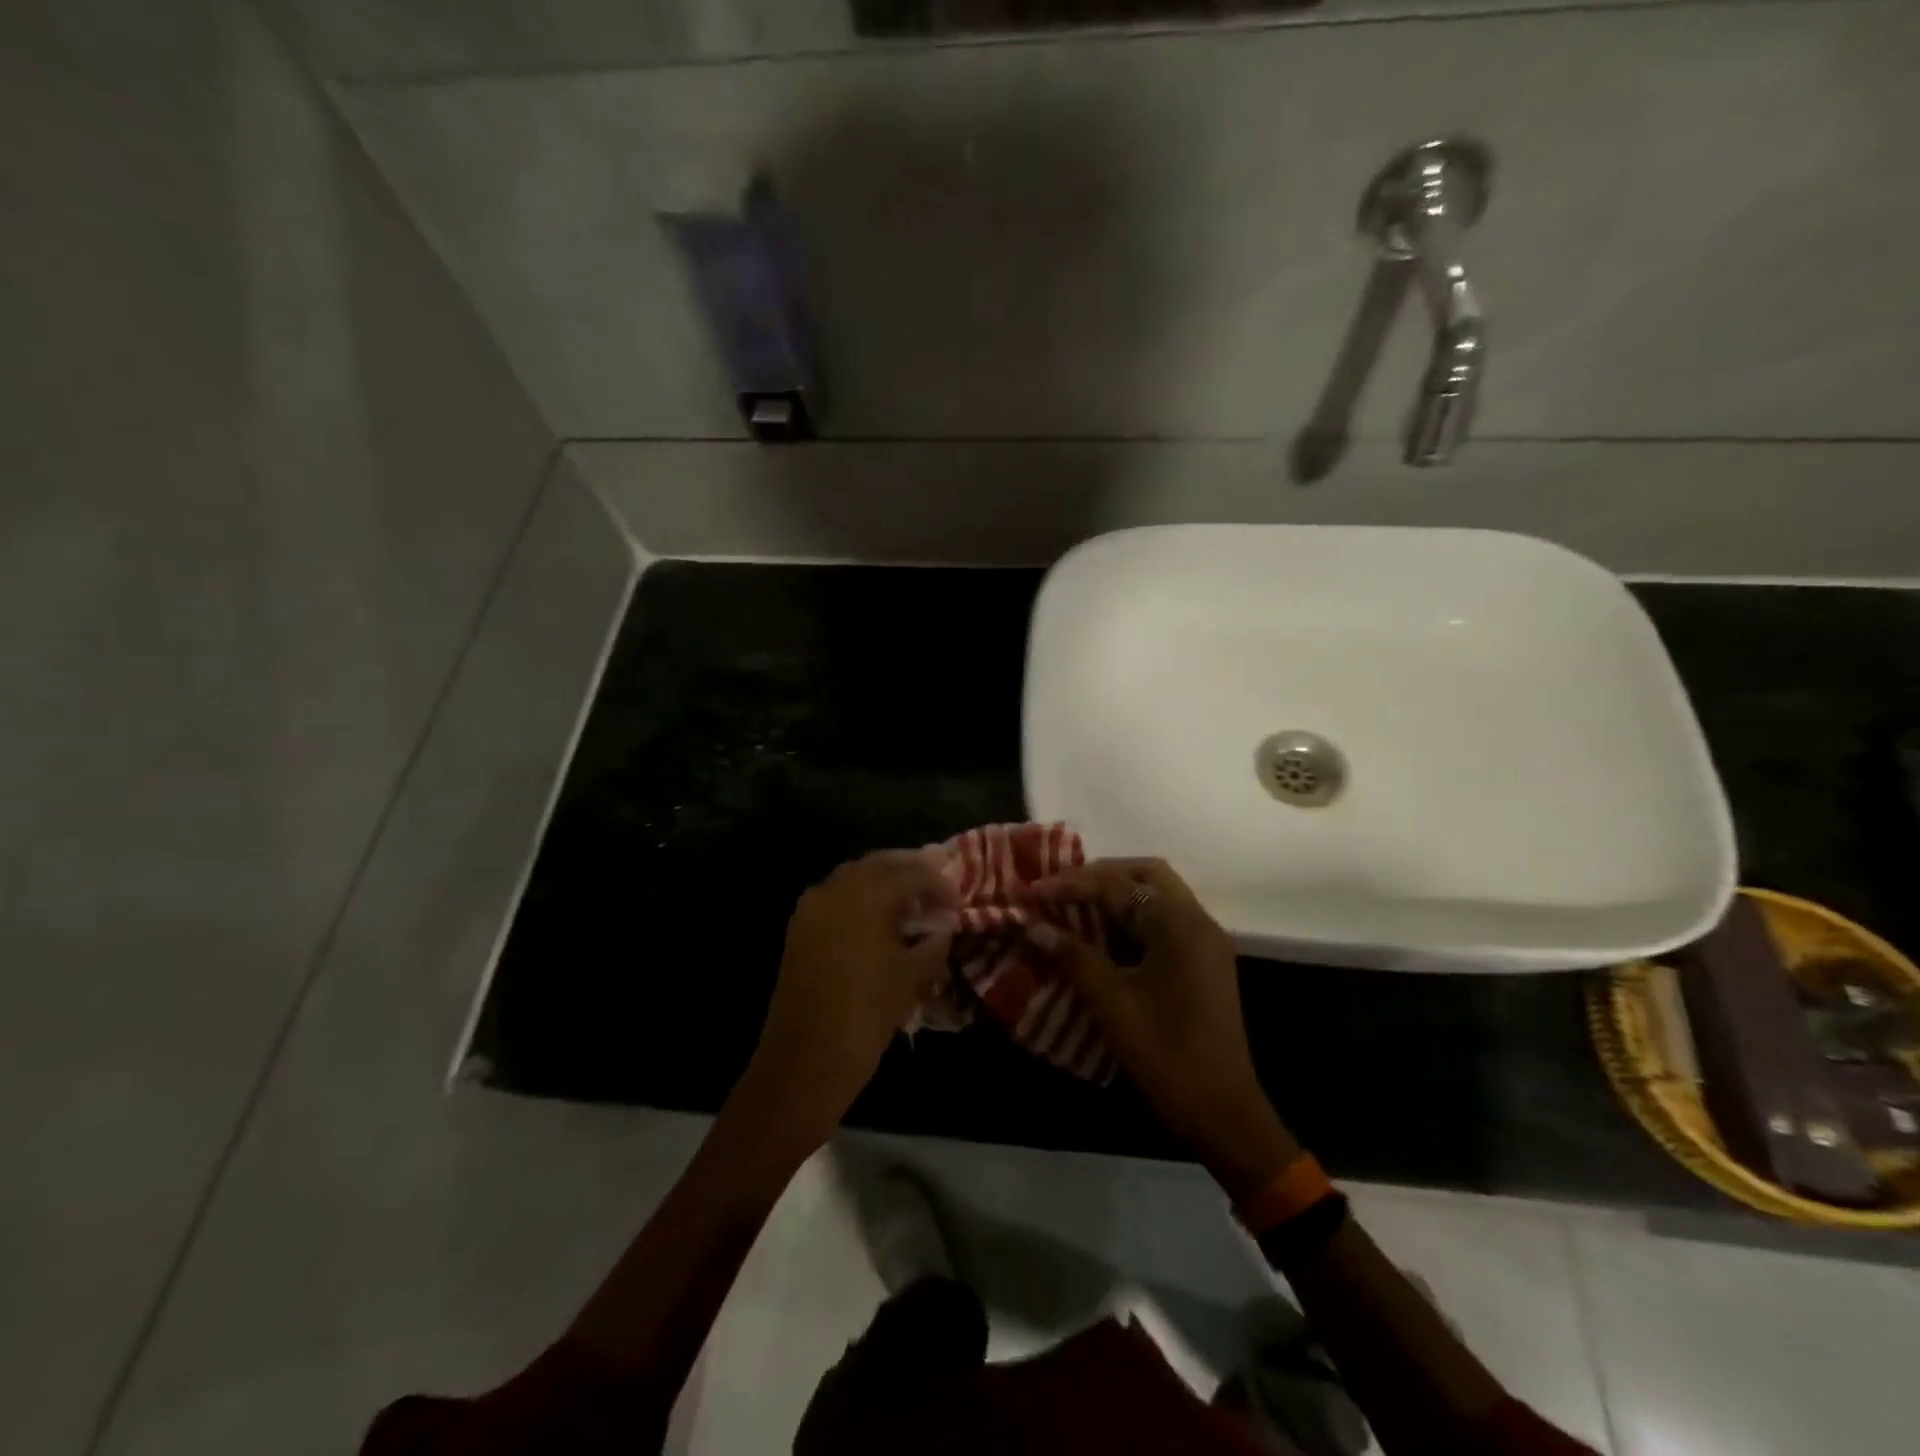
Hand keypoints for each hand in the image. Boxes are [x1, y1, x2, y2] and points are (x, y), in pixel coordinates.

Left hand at [743, 850, 957, 1139]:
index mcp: (865, 894)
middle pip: (878, 864)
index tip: (958, 899)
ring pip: (854, 877)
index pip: (910, 873)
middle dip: (909, 871)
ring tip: (911, 902)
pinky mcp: (799, 928)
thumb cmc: (866, 1014)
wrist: (805, 1060)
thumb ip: (933, 944)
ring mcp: (812, 907)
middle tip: (935, 886)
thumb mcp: (912, 978)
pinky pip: (836, 898)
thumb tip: (942, 927)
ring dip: (883, 882)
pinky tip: (879, 920)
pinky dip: (861, 899)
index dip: (938, 883)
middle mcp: (835, 889)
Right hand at [1028, 858, 1299, 1199]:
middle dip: (1100, 876)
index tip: (1032, 890)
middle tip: (1060, 888)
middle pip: (1146, 875)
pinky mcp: (1204, 963)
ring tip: (1072, 904)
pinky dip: (1132, 917)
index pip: (1118, 885)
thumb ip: (1074, 957)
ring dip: (1117, 894)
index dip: (1071, 884)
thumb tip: (1035, 925)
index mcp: (1179, 925)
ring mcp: (1205, 943)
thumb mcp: (1112, 1004)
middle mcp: (1198, 922)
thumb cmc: (1166, 1056)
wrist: (1224, 1117)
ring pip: (1158, 896)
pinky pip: (1164, 921)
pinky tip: (1101, 932)